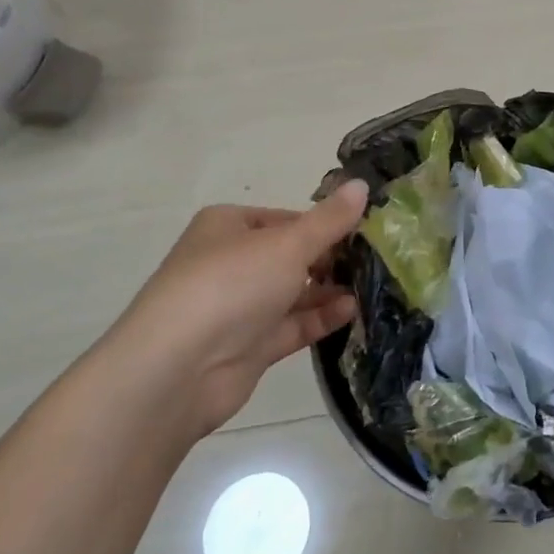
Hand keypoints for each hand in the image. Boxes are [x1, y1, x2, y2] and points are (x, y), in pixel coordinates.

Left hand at [108, 181, 368, 435]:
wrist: (177, 369)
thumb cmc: (232, 285)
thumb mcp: (289, 243)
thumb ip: (330, 219)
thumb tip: (363, 184)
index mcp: (229, 227)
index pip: (286, 218)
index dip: (324, 224)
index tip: (364, 230)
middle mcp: (231, 263)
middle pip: (291, 256)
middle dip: (331, 259)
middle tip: (376, 260)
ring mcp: (238, 308)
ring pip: (293, 293)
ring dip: (330, 290)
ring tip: (372, 286)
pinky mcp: (248, 346)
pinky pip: (292, 326)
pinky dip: (320, 318)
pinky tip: (352, 311)